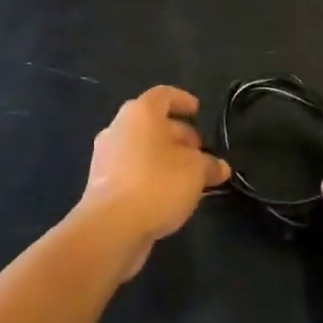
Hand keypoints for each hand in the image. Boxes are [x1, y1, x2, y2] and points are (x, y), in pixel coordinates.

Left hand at [79, 86, 229, 278]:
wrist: (110, 227)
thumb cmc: (156, 184)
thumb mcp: (195, 172)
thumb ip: (210, 165)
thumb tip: (220, 167)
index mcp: (140, 113)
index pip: (164, 95)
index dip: (183, 100)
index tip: (198, 112)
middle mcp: (119, 127)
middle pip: (152, 122)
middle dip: (178, 134)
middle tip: (200, 151)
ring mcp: (106, 155)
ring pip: (142, 147)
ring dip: (165, 157)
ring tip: (189, 176)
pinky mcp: (101, 183)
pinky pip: (132, 169)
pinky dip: (151, 174)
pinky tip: (168, 194)